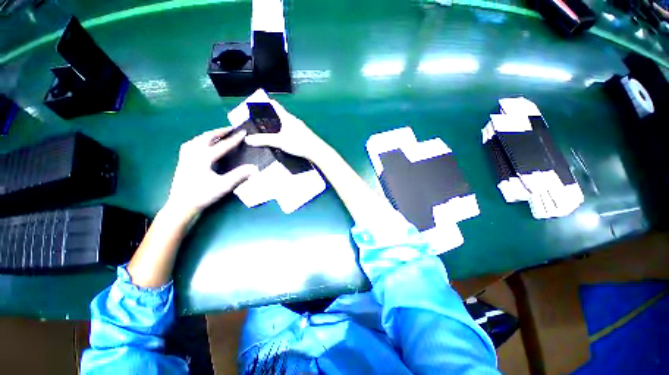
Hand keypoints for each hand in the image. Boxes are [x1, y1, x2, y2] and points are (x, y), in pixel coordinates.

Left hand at [165, 127, 258, 219]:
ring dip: (209, 134)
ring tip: (218, 134)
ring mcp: (185, 156)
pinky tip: (202, 143)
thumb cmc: (203, 195)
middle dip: (220, 131)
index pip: (222, 145)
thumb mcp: (223, 186)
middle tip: (231, 129)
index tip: (244, 132)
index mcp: (203, 158)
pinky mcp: (183, 161)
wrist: (181, 205)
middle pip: (207, 137)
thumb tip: (254, 167)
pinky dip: (200, 140)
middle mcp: (193, 153)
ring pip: (197, 139)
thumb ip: (239, 175)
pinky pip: (191, 144)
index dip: (234, 139)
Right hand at [244, 99, 327, 159]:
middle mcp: (293, 120)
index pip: (275, 105)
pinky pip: (290, 129)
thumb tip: (248, 139)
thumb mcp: (279, 141)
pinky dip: (283, 131)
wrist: (316, 150)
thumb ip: (264, 140)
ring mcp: (299, 127)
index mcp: (287, 117)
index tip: (256, 104)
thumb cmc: (299, 143)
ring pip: (285, 123)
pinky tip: (281, 139)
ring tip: (267, 131)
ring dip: (277, 125)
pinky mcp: (303, 134)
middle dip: (269, 116)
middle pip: (280, 114)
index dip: (265, 102)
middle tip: (259, 121)